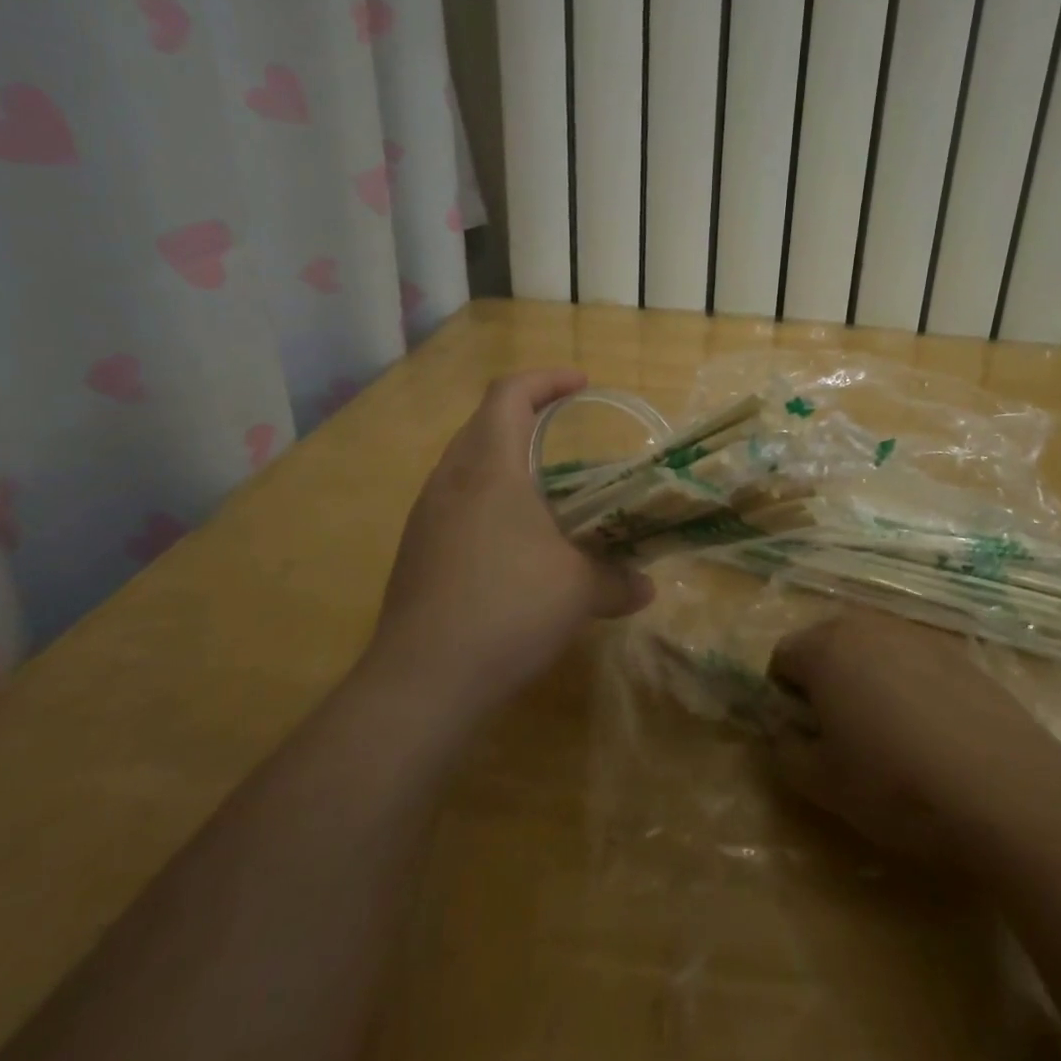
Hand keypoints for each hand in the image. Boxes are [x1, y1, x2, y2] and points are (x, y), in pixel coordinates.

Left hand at [369, 368, 653, 717]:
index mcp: (490, 469)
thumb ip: (617, 581)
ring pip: (465, 465)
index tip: (581, 384)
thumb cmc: (508, 609)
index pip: (509, 395)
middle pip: (483, 424)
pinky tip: (513, 543)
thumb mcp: (579, 591)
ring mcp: (426, 518)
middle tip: (565, 431)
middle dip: (525, 416)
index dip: (546, 379)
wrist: (422, 680)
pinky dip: (487, 502)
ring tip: (544, 489)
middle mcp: (450, 481)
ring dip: (504, 462)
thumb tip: (645, 588)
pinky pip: (454, 504)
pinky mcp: (415, 552)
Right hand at [766, 612, 1060, 864]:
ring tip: (890, 734)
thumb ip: (785, 751)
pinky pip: (913, 660)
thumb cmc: (896, 784)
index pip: (782, 656)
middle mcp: (868, 626)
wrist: (1005, 789)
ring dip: (866, 679)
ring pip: (873, 649)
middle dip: (824, 681)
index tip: (804, 735)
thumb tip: (782, 732)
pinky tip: (932, 732)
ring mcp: (917, 635)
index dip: (783, 696)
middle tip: (841, 735)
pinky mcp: (959, 653)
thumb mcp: (823, 784)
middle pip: (827, 643)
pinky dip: (908, 684)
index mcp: (826, 649)